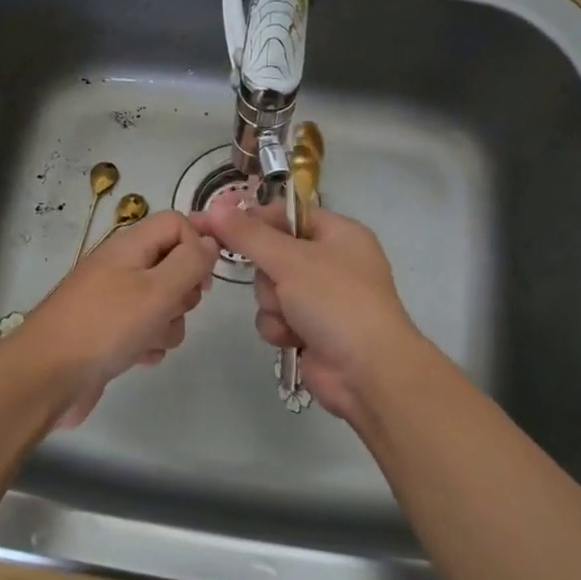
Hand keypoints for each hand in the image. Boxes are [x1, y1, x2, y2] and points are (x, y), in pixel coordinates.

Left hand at [7, 209, 217, 428]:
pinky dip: (148, 343)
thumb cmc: (105, 326)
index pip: (177, 223)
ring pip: (164, 302)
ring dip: (167, 324)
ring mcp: (114, 300)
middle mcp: (122, 266)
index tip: (204, 279)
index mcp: (130, 245)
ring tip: (148, 339)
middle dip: (185, 292)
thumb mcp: (157, 289)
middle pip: (174, 264)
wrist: (46, 377)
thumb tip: (211, 241)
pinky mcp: (110, 332)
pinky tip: (137, 357)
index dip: (198, 245)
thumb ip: (191, 261)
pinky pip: (146, 330)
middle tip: (172, 309)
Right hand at [192, 202, 426, 420]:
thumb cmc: (336, 302)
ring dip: (273, 305)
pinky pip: (277, 317)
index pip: (287, 214)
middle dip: (268, 276)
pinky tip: (293, 339)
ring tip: (292, 318)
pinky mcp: (311, 329)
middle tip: (279, 285)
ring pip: (270, 289)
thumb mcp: (290, 260)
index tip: (219, 224)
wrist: (367, 372)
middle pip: (273, 254)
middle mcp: (332, 261)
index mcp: (339, 233)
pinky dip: (280, 328)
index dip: (254, 219)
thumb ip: (248, 234)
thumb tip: (212, 207)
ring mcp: (322, 298)